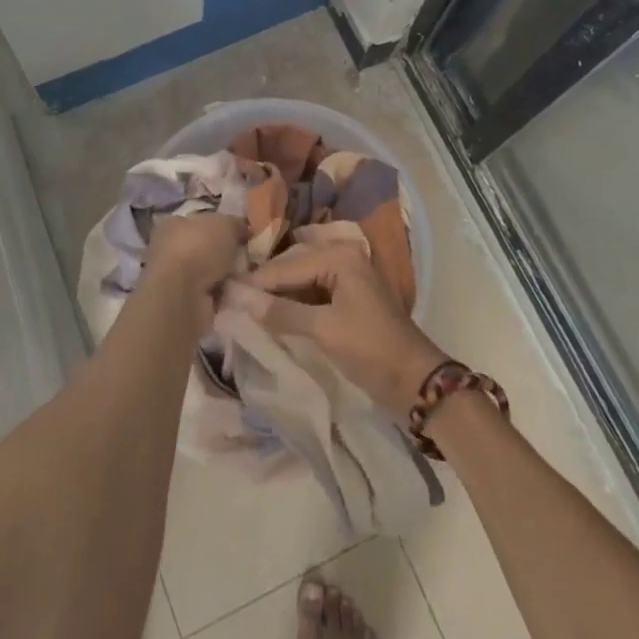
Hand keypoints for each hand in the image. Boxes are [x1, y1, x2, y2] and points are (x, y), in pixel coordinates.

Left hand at [139, 213, 248, 318]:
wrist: (182, 295)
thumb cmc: (199, 248)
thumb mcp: (225, 224)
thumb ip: (236, 224)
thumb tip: (244, 230)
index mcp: (173, 224)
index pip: (200, 222)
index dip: (222, 227)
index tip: (243, 235)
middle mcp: (168, 249)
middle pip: (206, 248)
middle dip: (227, 255)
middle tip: (249, 257)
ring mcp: (174, 278)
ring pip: (209, 273)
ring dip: (227, 276)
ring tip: (247, 277)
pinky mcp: (182, 302)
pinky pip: (211, 294)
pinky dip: (224, 295)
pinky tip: (237, 293)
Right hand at [237, 244, 448, 418]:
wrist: (415, 381)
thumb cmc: (371, 350)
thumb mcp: (324, 330)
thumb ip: (281, 312)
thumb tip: (239, 297)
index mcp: (339, 256)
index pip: (286, 266)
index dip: (255, 282)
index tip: (222, 292)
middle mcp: (342, 257)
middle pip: (292, 267)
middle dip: (264, 284)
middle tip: (230, 300)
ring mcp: (346, 277)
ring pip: (300, 280)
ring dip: (276, 295)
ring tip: (244, 308)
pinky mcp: (347, 298)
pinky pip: (311, 293)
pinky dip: (292, 304)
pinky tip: (271, 316)